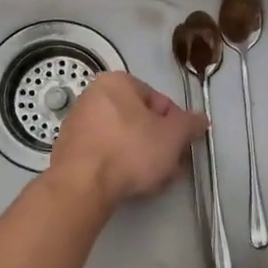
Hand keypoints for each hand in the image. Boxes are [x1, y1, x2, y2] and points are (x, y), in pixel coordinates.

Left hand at [47, 72, 207, 208]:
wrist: (83, 185)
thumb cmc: (131, 150)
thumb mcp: (173, 136)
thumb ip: (190, 124)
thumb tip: (200, 120)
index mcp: (116, 82)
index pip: (158, 100)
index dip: (176, 125)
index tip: (181, 146)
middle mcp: (92, 96)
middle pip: (139, 120)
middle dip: (158, 143)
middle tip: (171, 165)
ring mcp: (76, 123)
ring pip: (122, 139)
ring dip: (141, 157)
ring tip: (153, 179)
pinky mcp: (68, 150)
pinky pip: (103, 154)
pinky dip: (118, 165)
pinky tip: (128, 184)